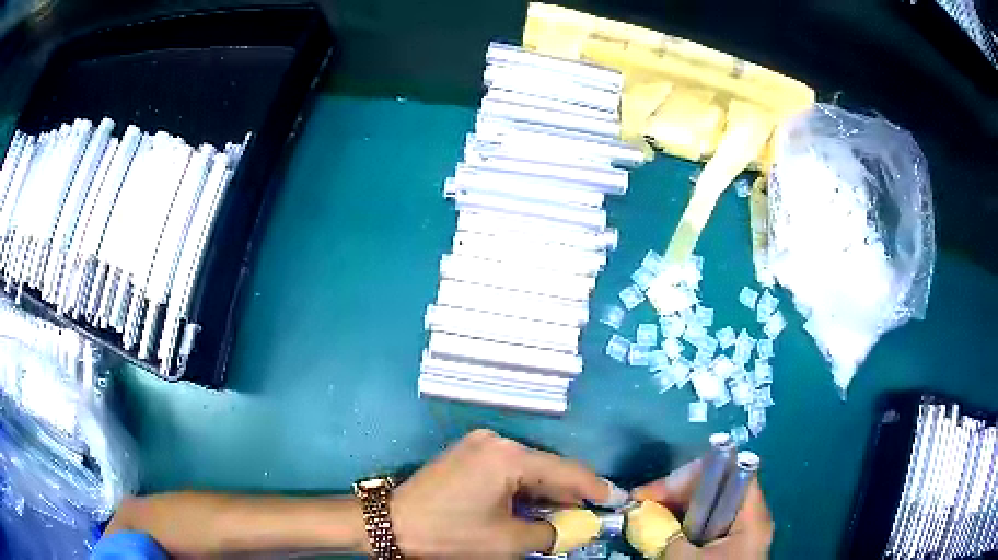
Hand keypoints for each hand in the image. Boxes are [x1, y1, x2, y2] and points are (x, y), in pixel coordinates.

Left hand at [389, 429, 610, 557]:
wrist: (391, 525)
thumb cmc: (451, 535)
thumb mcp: (507, 541)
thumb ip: (552, 532)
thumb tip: (578, 526)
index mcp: (509, 456)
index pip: (566, 471)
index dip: (596, 488)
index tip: (618, 501)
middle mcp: (497, 440)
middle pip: (548, 467)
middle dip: (571, 492)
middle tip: (594, 512)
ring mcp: (479, 444)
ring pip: (529, 467)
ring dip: (548, 490)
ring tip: (568, 512)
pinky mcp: (467, 453)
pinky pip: (509, 468)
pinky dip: (526, 487)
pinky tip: (535, 504)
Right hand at [632, 460, 773, 558]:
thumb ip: (666, 535)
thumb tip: (639, 516)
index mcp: (752, 515)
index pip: (728, 472)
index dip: (691, 475)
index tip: (653, 491)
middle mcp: (751, 516)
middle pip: (716, 486)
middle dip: (677, 493)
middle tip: (642, 505)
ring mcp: (741, 530)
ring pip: (708, 506)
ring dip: (676, 509)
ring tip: (647, 518)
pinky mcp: (730, 543)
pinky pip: (706, 523)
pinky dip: (683, 524)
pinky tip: (664, 532)